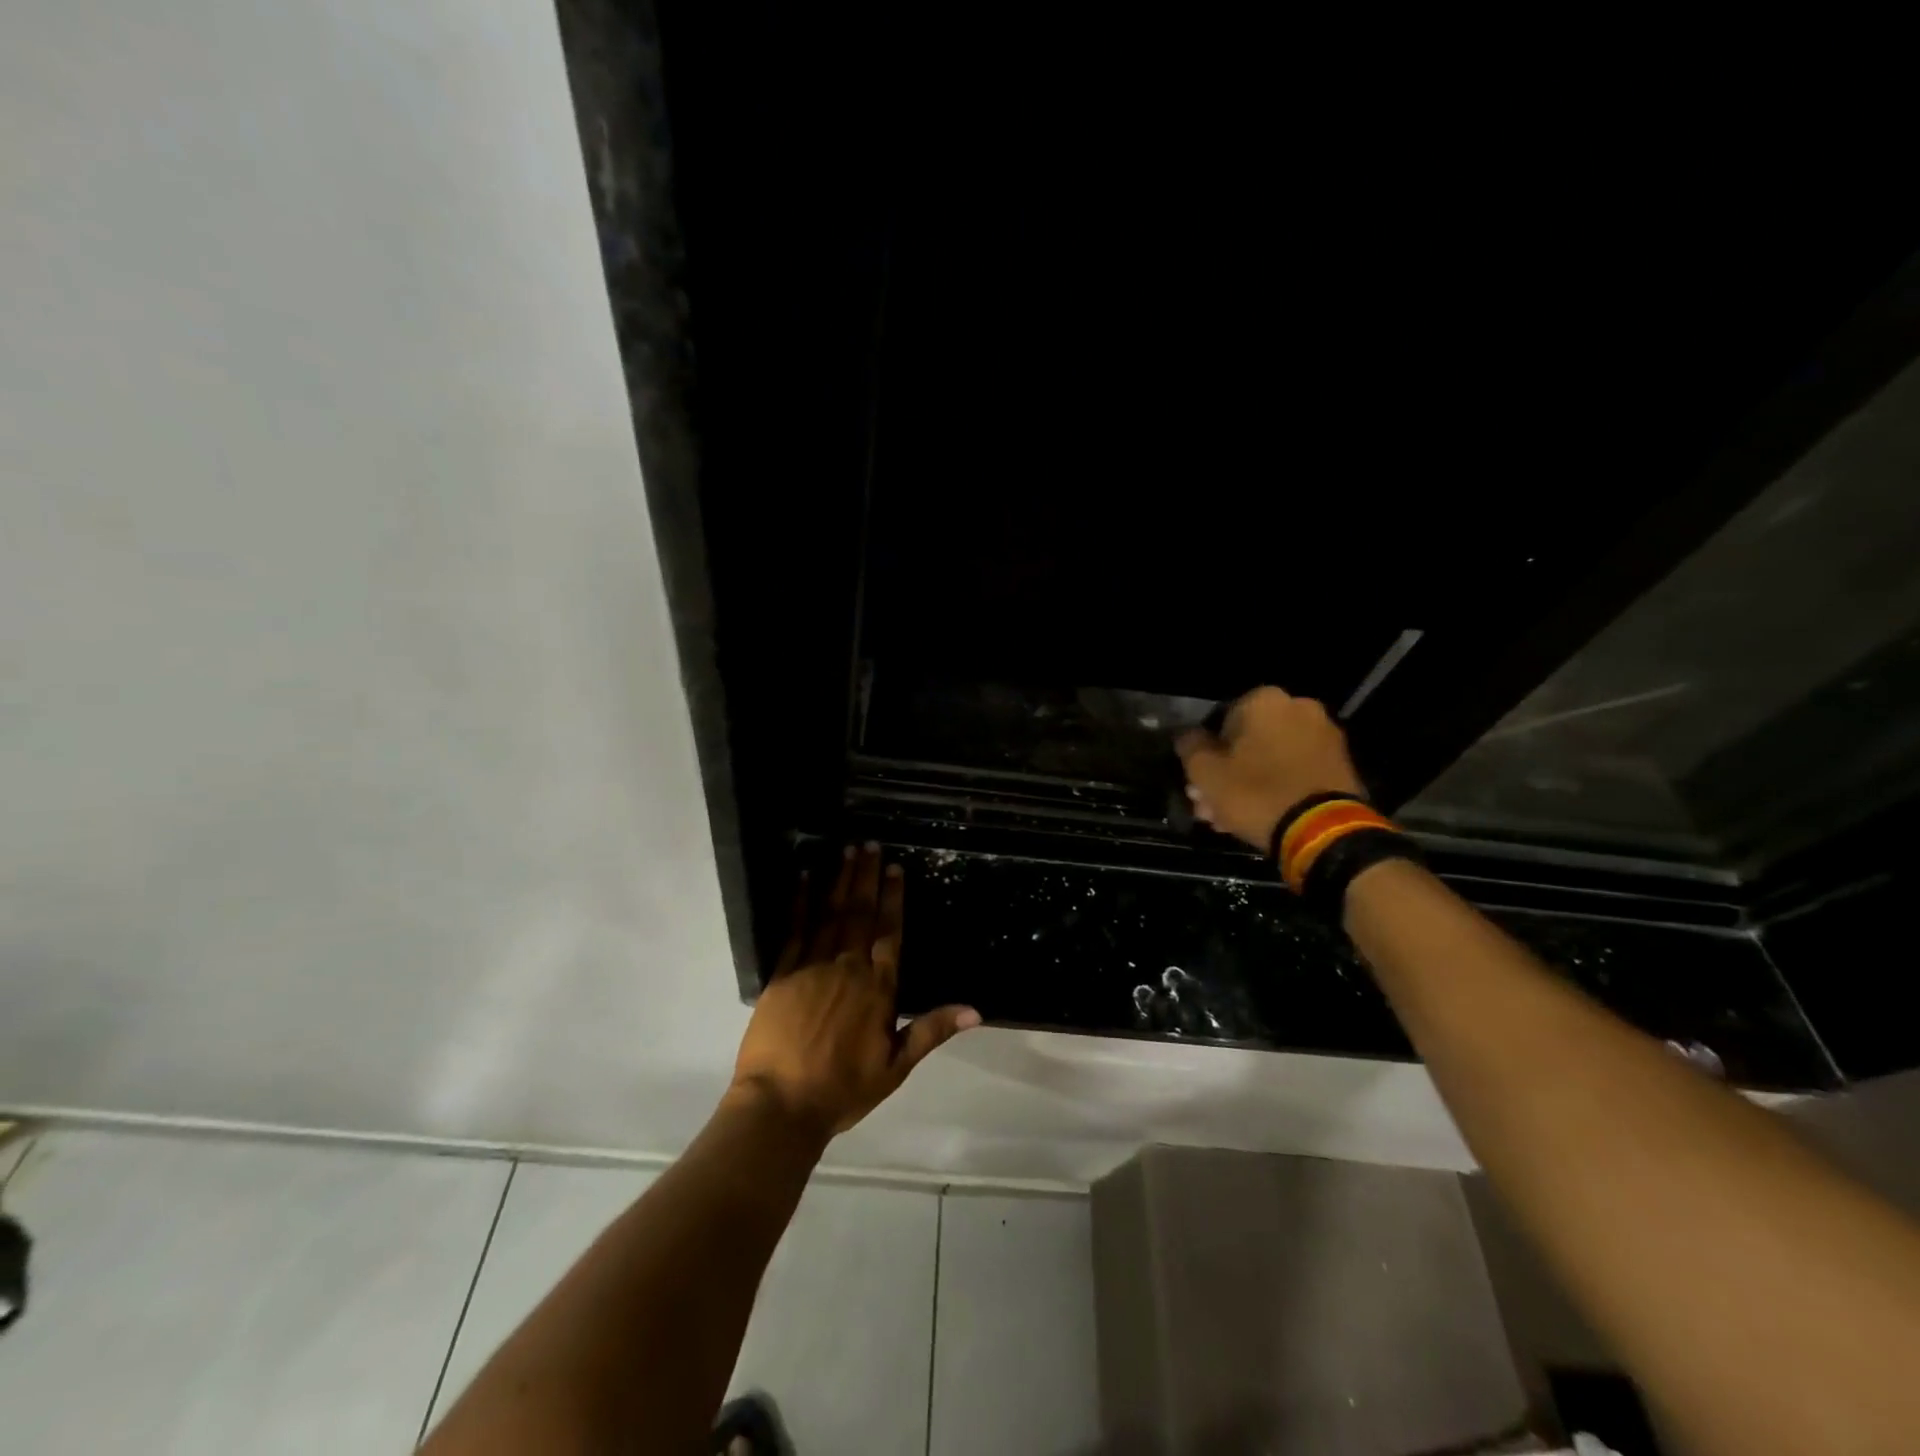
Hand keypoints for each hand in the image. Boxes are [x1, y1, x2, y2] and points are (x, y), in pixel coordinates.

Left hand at [730, 844, 980, 1137]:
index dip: (893, 897)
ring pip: (831, 914)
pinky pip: (794, 930)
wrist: (781, 1105)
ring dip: (839, 880)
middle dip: (866, 876)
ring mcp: (812, 967)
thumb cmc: (843, 1089)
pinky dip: (800, 902)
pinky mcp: (782, 974)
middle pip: (861, 913)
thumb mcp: (896, 1066)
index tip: (894, 867)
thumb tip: (976, 1010)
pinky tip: (803, 878)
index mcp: (878, 988)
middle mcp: (848, 967)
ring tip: (845, 851)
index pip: (890, 932)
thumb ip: (932, 1030)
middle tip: (869, 844)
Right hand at [1176, 686, 1366, 850]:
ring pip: (1271, 757)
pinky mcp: (1341, 764)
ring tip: (1231, 817)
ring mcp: (1324, 735)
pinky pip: (1296, 770)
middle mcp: (1298, 707)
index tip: (1199, 780)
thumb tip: (1189, 737)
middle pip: (1248, 741)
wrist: (1322, 830)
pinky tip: (1262, 814)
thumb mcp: (1205, 772)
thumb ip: (1190, 747)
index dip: (1206, 753)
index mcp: (1264, 700)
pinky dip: (1278, 786)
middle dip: (1228, 771)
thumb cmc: (1255, 793)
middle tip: (1211, 804)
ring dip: (1249, 782)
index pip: (1220, 720)